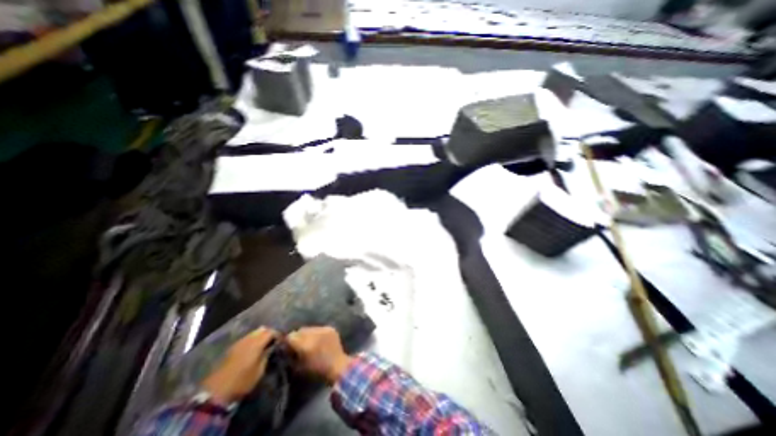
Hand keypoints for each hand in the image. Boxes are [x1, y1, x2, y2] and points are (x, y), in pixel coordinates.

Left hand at [200, 326, 276, 403]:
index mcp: (257, 343)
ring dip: (260, 336)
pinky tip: (252, 349)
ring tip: (263, 345)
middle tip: (273, 342)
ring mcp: (238, 343)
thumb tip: (273, 347)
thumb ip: (267, 355)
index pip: (271, 331)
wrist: (214, 393)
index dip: (278, 335)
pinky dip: (252, 340)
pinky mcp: (231, 348)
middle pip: (262, 329)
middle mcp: (248, 339)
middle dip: (269, 333)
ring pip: (253, 333)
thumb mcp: (260, 371)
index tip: (282, 341)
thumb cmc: (241, 382)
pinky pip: (245, 338)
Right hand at [285, 326, 352, 384]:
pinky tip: (319, 340)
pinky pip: (319, 328)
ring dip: (307, 334)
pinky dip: (317, 333)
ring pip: (310, 328)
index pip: (291, 336)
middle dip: (297, 336)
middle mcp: (314, 334)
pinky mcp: (330, 328)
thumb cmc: (317, 371)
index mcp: (305, 345)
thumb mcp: (299, 367)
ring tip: (309, 342)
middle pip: (300, 330)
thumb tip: (285, 348)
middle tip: (298, 344)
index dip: (287, 341)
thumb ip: (291, 356)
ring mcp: (323, 329)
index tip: (287, 346)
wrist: (338, 367)